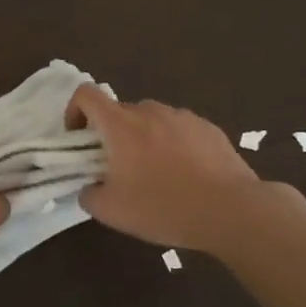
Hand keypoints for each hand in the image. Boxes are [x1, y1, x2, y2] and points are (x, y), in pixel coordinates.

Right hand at [67, 85, 271, 252]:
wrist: (231, 210)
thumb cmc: (163, 207)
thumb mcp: (111, 211)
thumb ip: (89, 194)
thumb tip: (90, 187)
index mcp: (120, 125)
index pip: (86, 94)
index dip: (75, 111)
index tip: (79, 139)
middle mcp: (150, 111)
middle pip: (120, 112)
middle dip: (112, 135)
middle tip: (119, 169)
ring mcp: (183, 117)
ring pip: (152, 121)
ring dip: (144, 139)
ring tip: (156, 174)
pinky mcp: (209, 128)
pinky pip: (180, 130)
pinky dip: (174, 145)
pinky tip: (186, 176)